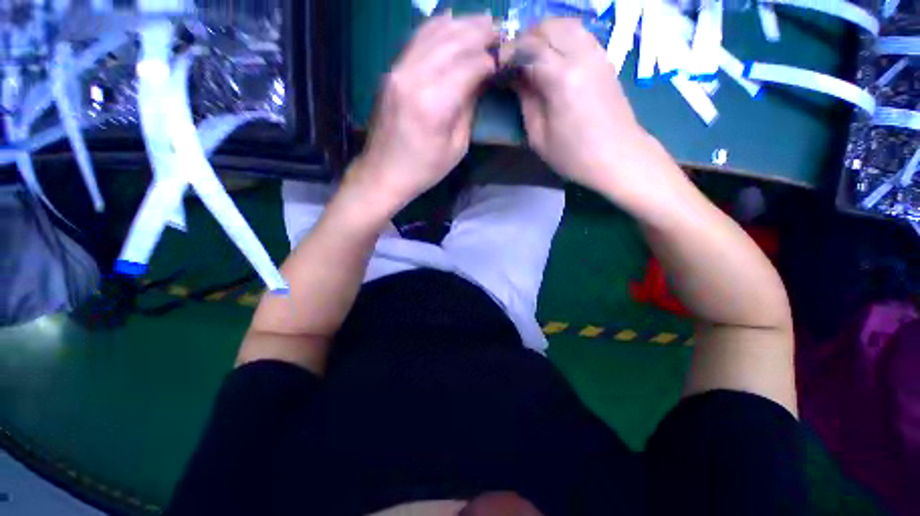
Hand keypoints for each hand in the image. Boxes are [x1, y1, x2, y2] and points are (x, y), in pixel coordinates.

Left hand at [350, 13, 497, 210]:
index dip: (490, 59)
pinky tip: (451, 21)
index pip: (470, 65)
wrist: (384, 172)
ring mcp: (399, 70)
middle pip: (453, 41)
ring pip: (434, 33)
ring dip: (461, 24)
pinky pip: (416, 38)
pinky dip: (436, 26)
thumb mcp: (456, 147)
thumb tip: (481, 79)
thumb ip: (469, 108)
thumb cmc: (424, 169)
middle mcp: (415, 77)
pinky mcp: (391, 70)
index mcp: (435, 104)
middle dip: (480, 32)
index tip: (504, 57)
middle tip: (499, 29)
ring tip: (482, 22)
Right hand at [504, 19, 680, 207]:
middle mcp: (581, 55)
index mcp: (561, 78)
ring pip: (564, 24)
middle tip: (513, 62)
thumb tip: (514, 77)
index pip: (529, 47)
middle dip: (525, 39)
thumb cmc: (573, 155)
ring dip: (543, 35)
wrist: (618, 156)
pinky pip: (579, 33)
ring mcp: (597, 53)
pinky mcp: (605, 58)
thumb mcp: (538, 135)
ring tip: (531, 58)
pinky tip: (553, 58)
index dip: (508, 53)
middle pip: (547, 27)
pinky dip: (561, 37)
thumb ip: (525, 100)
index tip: (498, 67)